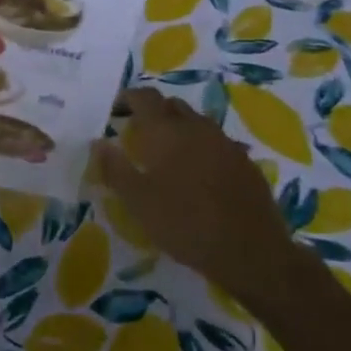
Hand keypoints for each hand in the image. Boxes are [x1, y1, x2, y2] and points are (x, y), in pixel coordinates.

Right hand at [91, 88, 298, 307]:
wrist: (252, 253)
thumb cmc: (185, 224)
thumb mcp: (138, 202)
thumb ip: (115, 169)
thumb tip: (98, 142)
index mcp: (166, 131)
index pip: (144, 97)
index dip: (127, 98)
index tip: (115, 111)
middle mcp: (196, 127)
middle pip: (171, 106)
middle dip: (153, 112)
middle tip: (138, 133)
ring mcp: (225, 143)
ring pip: (196, 122)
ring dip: (179, 129)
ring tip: (168, 155)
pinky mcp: (245, 162)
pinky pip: (217, 143)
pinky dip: (201, 148)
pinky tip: (199, 174)